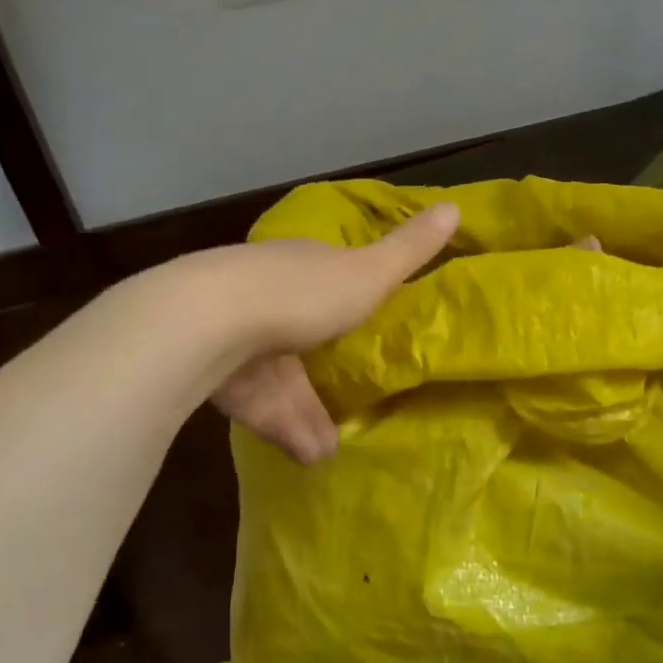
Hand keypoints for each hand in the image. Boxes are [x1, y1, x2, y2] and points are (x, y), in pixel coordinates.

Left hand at [209, 203, 459, 461]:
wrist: (207, 323)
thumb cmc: (298, 293)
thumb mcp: (365, 274)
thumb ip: (408, 251)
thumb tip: (455, 205)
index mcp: (300, 267)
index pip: (329, 279)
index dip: (351, 299)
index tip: (371, 326)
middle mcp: (267, 296)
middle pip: (303, 336)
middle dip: (326, 369)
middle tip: (355, 402)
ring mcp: (237, 337)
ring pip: (279, 377)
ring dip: (305, 413)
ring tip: (330, 448)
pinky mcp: (216, 376)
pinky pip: (258, 404)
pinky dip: (283, 429)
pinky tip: (307, 456)